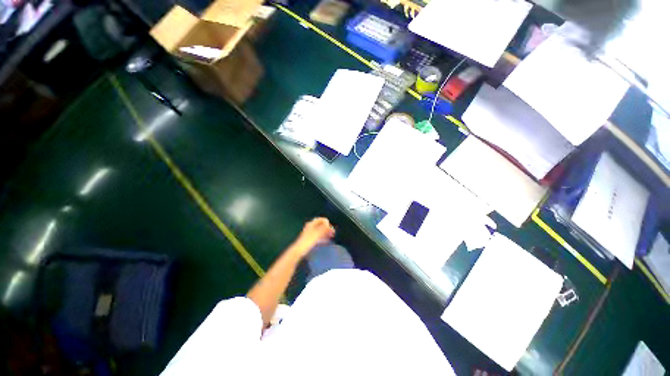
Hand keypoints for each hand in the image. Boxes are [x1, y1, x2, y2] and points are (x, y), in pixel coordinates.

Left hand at [291, 218, 334, 257]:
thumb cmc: (308, 241)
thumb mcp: (317, 233)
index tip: (331, 228)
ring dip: (326, 232)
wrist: (299, 250)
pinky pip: (318, 236)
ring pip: (320, 231)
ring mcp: (310, 233)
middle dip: (327, 228)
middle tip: (333, 232)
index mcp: (312, 224)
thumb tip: (329, 225)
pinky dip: (323, 237)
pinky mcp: (310, 239)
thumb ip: (324, 228)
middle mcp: (311, 227)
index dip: (327, 223)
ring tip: (331, 236)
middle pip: (321, 225)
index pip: (321, 219)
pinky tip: (326, 241)